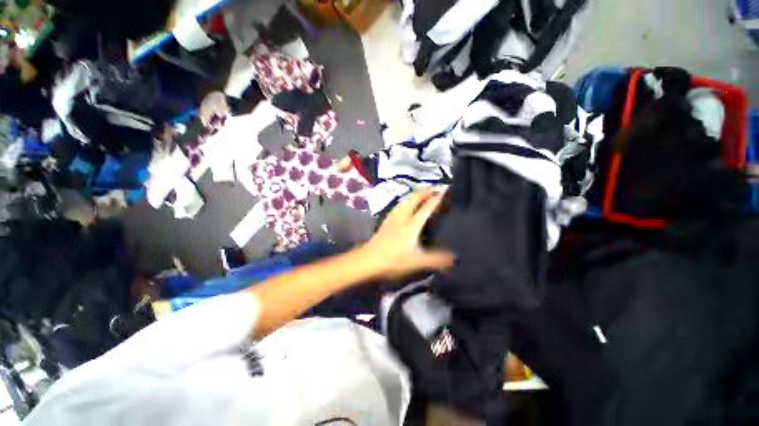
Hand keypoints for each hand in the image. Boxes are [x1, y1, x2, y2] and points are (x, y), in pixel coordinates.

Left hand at [362, 189, 454, 278]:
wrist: (369, 259)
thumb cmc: (393, 260)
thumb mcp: (417, 262)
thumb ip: (436, 259)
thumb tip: (455, 257)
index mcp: (412, 225)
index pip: (426, 208)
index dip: (436, 199)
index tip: (445, 190)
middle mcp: (402, 217)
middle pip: (414, 199)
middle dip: (425, 191)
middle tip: (436, 186)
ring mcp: (393, 217)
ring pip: (405, 200)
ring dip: (416, 194)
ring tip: (423, 192)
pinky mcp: (386, 220)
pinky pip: (399, 205)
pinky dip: (406, 200)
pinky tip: (405, 204)